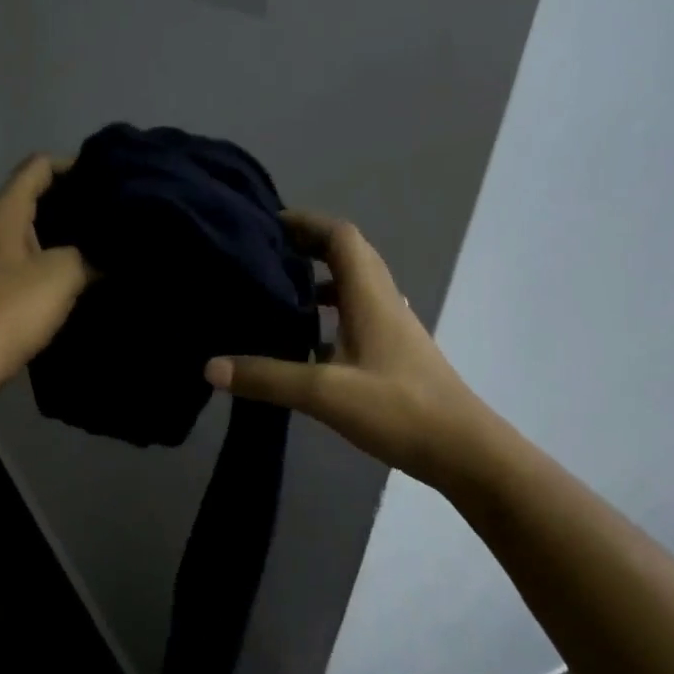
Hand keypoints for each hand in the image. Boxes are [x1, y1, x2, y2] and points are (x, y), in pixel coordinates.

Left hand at [0, 155, 89, 391]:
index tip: (107, 179)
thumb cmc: (10, 310)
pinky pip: (18, 257)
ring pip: (25, 229)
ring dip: (58, 233)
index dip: (73, 166)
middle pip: (31, 195)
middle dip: (70, 201)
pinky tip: (71, 275)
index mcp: (3, 211)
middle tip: (110, 214)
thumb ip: (89, 255)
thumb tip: (105, 253)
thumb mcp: (62, 276)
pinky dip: (44, 257)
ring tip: (97, 243)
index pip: (38, 166)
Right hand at [206, 211, 484, 484]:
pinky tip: (305, 344)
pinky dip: (330, 317)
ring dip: (319, 282)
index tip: (268, 224)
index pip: (341, 237)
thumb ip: (267, 378)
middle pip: (348, 256)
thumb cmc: (399, 410)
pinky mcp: (395, 355)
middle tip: (265, 255)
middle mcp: (384, 303)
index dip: (307, 222)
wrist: (464, 451)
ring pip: (354, 288)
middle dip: (308, 247)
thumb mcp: (325, 393)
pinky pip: (357, 318)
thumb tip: (210, 366)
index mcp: (371, 297)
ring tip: (278, 293)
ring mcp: (393, 330)